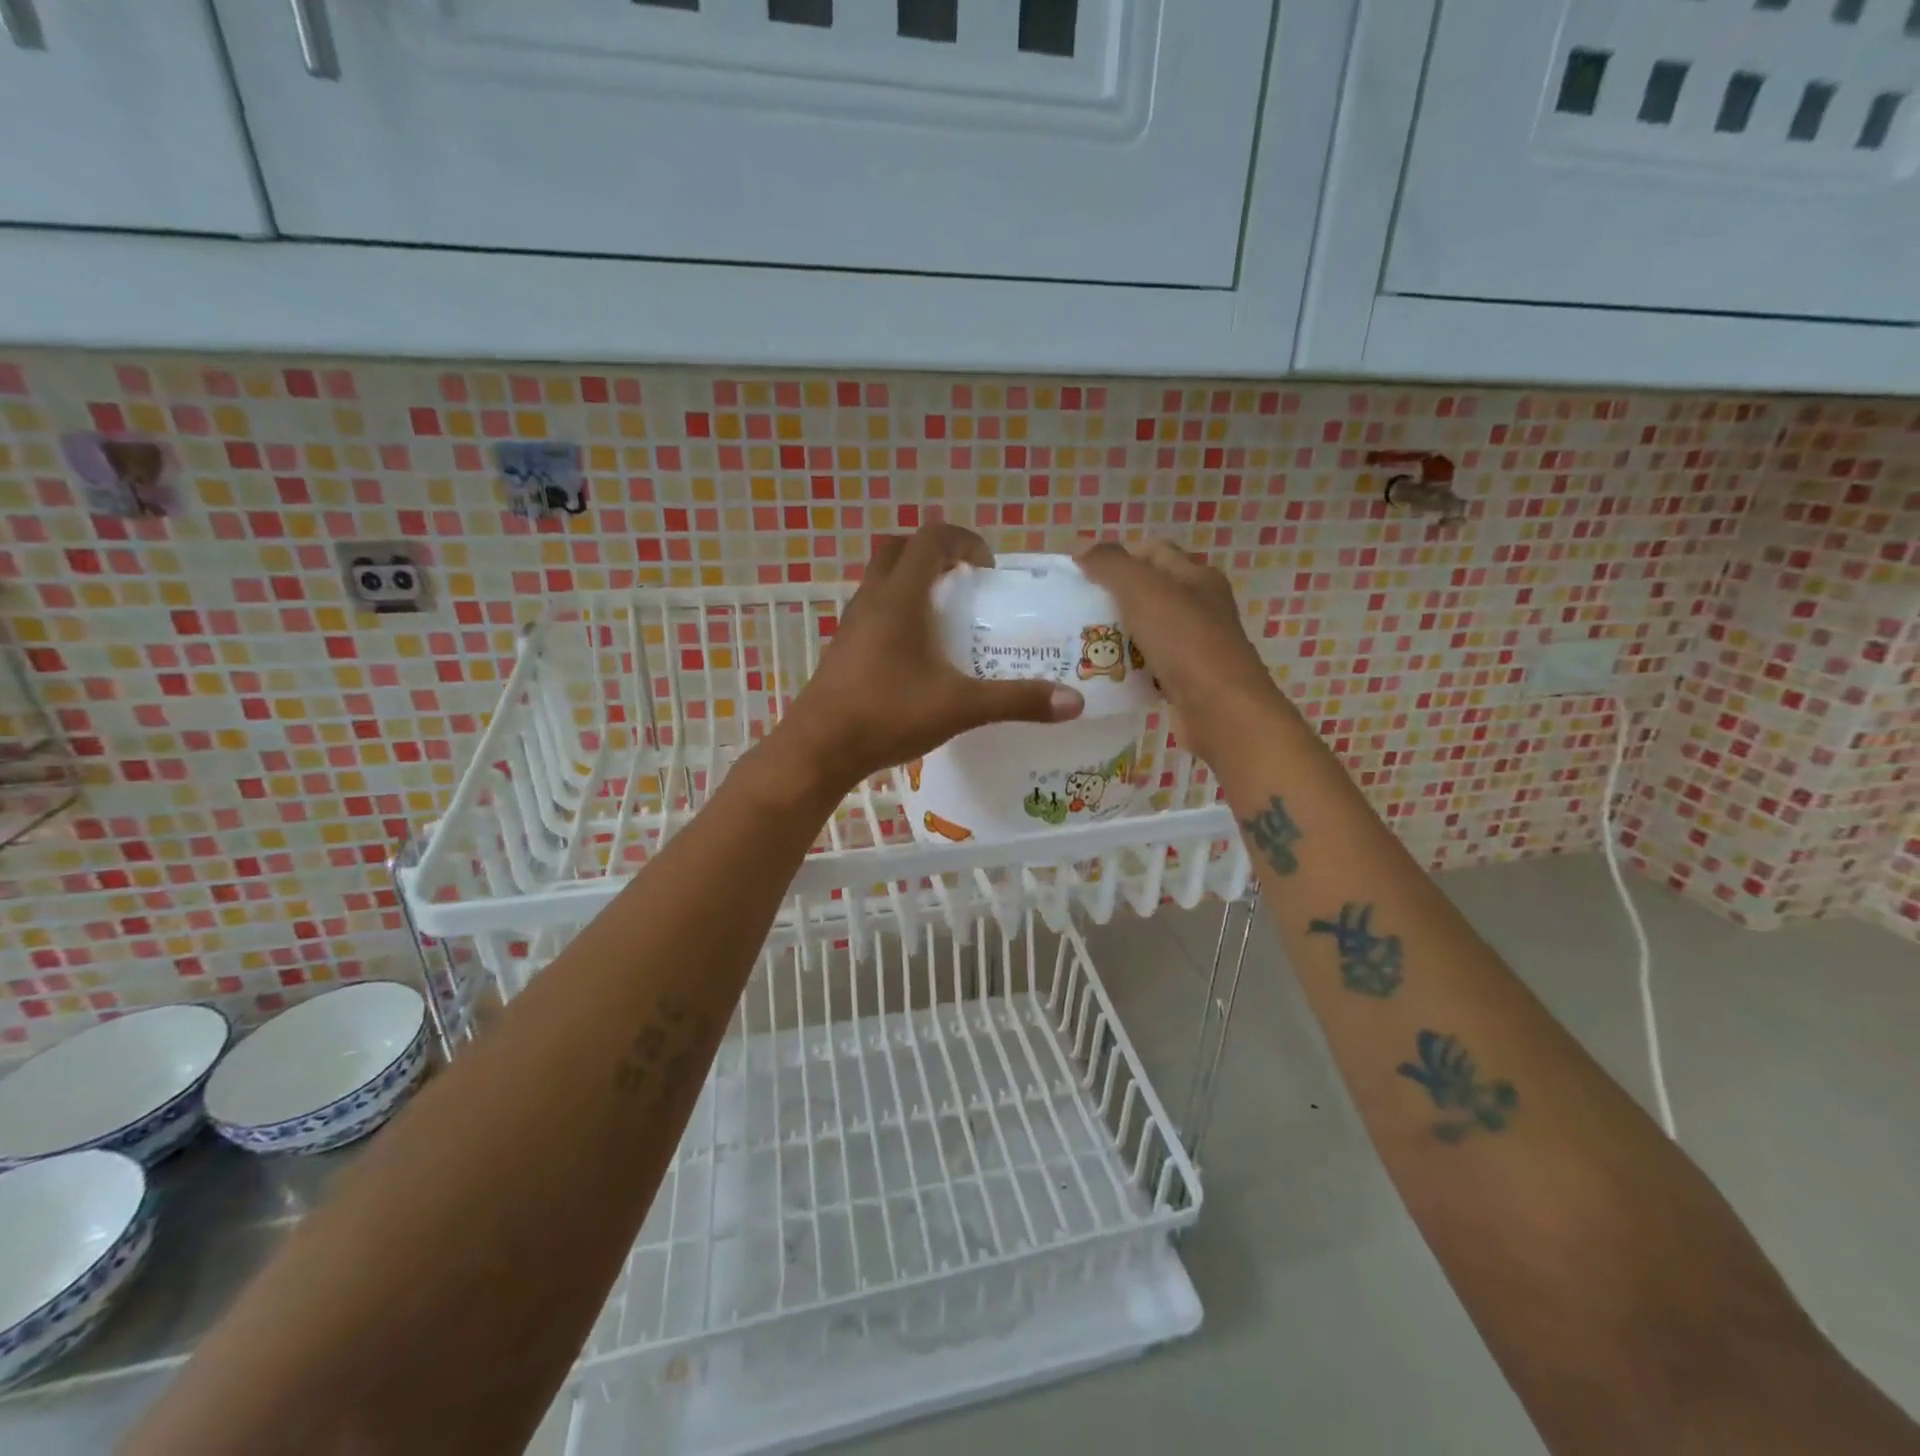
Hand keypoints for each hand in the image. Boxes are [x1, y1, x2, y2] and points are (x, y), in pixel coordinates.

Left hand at [774, 524, 1084, 794]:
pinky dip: (897, 610)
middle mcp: (871, 600)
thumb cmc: (887, 715)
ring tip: (945, 615)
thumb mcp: (960, 707)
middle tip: (964, 582)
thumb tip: (1074, 702)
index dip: (964, 540)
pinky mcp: (843, 648)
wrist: (819, 749)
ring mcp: (852, 623)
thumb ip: (1016, 700)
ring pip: (881, 579)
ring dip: (913, 581)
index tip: (987, 568)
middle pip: (899, 548)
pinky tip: (916, 652)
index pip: (930, 538)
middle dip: (935, 553)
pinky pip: (872, 609)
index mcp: (900, 598)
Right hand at [1077, 540, 1283, 761]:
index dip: (1118, 556)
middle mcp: (1201, 607)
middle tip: (1074, 609)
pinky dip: (1127, 668)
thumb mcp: (1144, 591)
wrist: (1221, 711)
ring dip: (1117, 635)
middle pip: (1149, 592)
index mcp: (1197, 577)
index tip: (1082, 574)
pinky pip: (1148, 666)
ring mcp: (1195, 646)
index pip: (1154, 551)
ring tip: (1080, 642)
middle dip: (1112, 597)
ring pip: (1147, 630)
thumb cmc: (1185, 643)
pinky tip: (1103, 674)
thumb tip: (1081, 549)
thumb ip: (1111, 565)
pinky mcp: (1186, 680)